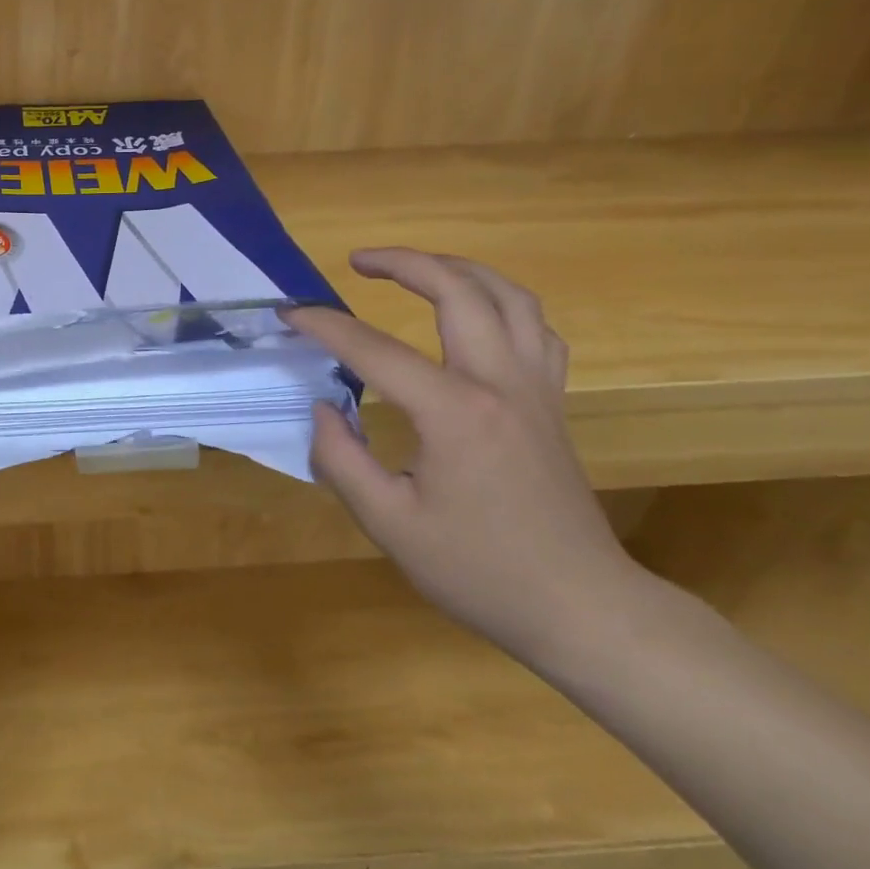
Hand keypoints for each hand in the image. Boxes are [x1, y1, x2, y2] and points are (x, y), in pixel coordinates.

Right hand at [287, 249, 646, 663]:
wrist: (580, 608)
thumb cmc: (478, 571)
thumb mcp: (389, 524)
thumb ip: (341, 459)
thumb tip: (323, 408)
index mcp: (454, 413)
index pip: (374, 350)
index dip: (325, 326)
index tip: (289, 314)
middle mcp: (501, 384)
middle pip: (459, 292)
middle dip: (405, 263)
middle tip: (358, 260)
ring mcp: (536, 390)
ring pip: (510, 298)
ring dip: (460, 270)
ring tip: (417, 269)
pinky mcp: (552, 404)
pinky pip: (536, 330)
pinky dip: (502, 304)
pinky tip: (476, 315)